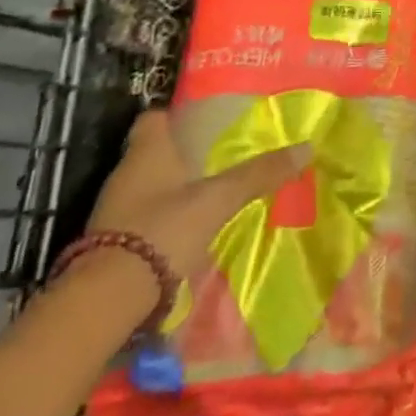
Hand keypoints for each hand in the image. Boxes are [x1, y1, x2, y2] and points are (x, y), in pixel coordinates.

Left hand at [87, 111, 309, 278]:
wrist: (108, 299)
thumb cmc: (163, 229)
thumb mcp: (219, 199)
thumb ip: (259, 174)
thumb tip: (307, 148)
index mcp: (147, 152)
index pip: (154, 118)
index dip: (177, 115)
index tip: (205, 120)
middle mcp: (126, 174)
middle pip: (155, 152)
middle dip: (185, 153)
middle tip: (222, 155)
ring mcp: (116, 210)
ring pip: (151, 186)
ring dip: (176, 187)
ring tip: (214, 190)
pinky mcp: (114, 242)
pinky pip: (146, 216)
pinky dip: (167, 217)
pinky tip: (192, 226)